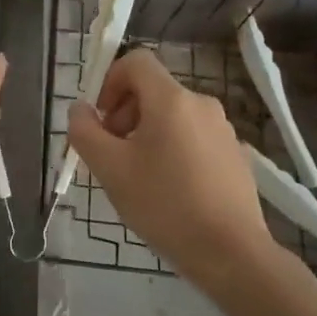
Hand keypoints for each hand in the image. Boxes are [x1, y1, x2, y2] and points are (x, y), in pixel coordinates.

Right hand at [65, 48, 276, 288]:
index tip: (101, 119)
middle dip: (125, 113)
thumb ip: (85, 132)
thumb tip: (80, 109)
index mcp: (171, 99)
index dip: (110, 81)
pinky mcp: (235, 155)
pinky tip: (170, 191)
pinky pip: (194, 138)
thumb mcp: (110, 169)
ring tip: (139, 176)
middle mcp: (201, 104)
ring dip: (147, 133)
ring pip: (173, 116)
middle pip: (153, 90)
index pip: (136, 61)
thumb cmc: (164, 204)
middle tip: (113, 153)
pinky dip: (173, 150)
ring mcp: (223, 130)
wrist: (231, 253)